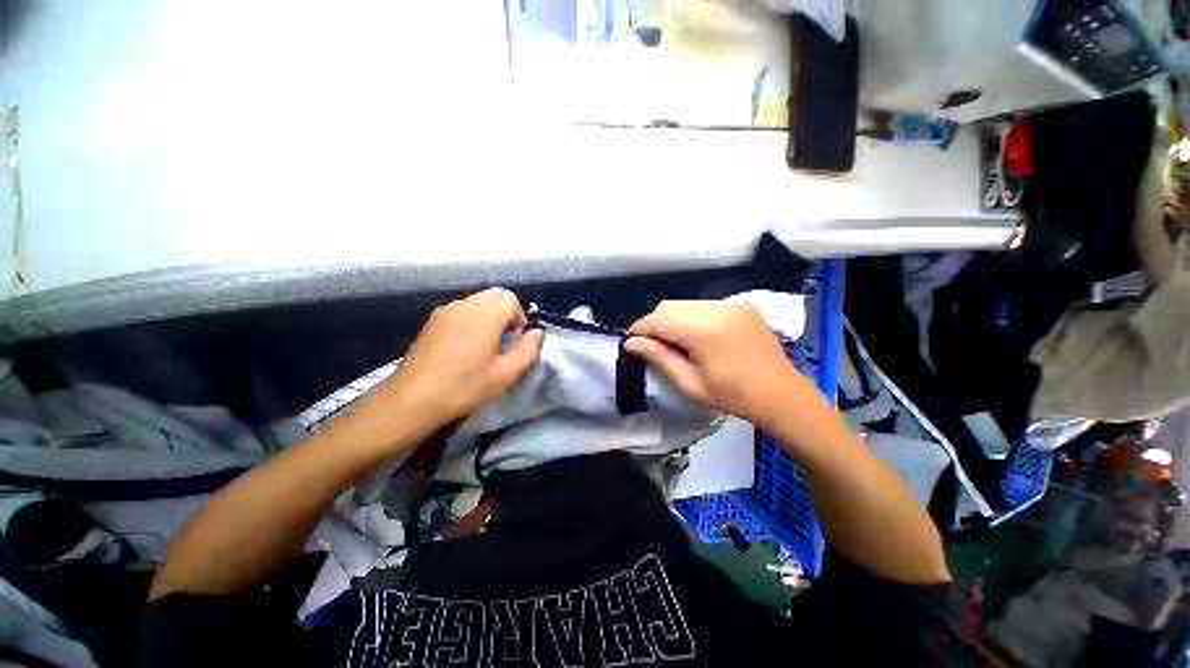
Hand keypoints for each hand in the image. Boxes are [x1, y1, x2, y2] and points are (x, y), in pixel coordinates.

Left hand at [367, 288, 542, 443]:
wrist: (409, 401)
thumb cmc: (461, 388)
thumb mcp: (503, 375)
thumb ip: (527, 351)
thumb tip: (536, 333)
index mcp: (483, 316)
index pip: (510, 298)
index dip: (519, 317)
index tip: (516, 340)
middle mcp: (463, 305)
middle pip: (494, 295)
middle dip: (506, 313)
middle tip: (504, 341)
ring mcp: (444, 311)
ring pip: (477, 301)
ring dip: (489, 315)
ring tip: (485, 344)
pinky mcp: (432, 321)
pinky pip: (461, 309)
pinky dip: (472, 318)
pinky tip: (465, 346)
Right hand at [626, 301, 820, 428]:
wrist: (782, 394)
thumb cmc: (733, 396)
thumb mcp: (690, 384)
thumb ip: (659, 358)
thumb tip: (631, 343)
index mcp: (703, 331)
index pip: (658, 319)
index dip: (639, 329)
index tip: (632, 343)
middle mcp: (716, 309)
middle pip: (668, 306)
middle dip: (653, 323)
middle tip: (652, 345)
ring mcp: (731, 304)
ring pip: (684, 303)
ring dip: (671, 319)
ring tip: (673, 341)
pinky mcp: (741, 305)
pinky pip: (703, 304)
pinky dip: (690, 316)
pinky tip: (695, 335)